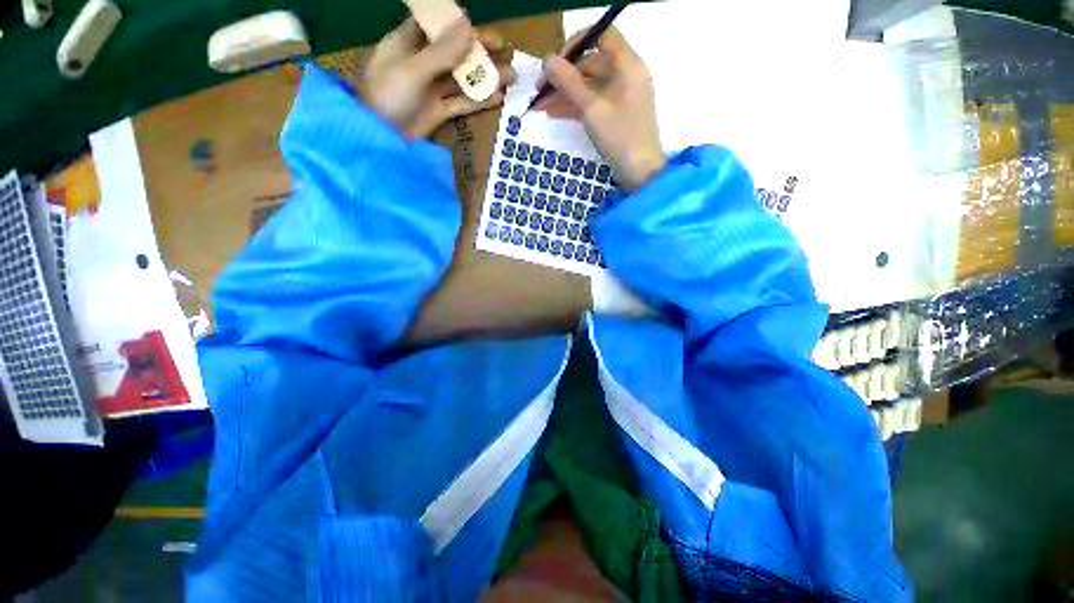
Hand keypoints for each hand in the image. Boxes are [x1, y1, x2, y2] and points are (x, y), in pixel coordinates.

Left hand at [355, 18, 513, 138]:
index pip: (436, 25)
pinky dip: (479, 101)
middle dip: (479, 50)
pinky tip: (498, 98)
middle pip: (454, 51)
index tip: (480, 27)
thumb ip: (442, 51)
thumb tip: (469, 26)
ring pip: (462, 78)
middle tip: (506, 49)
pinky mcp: (439, 112)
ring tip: (511, 76)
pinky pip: (462, 103)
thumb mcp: (413, 70)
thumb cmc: (388, 96)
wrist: (380, 139)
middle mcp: (421, 63)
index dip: (458, 24)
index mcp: (407, 44)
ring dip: (485, 77)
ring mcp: (431, 89)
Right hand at [535, 27, 664, 191]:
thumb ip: (569, 82)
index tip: (555, 62)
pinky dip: (574, 107)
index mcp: (627, 64)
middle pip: (591, 63)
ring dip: (564, 94)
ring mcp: (621, 96)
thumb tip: (547, 60)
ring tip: (539, 106)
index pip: (601, 35)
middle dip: (563, 76)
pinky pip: (593, 103)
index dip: (576, 43)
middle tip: (539, 90)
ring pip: (589, 86)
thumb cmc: (619, 137)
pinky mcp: (616, 115)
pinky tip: (553, 114)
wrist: (639, 173)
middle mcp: (625, 75)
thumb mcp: (591, 108)